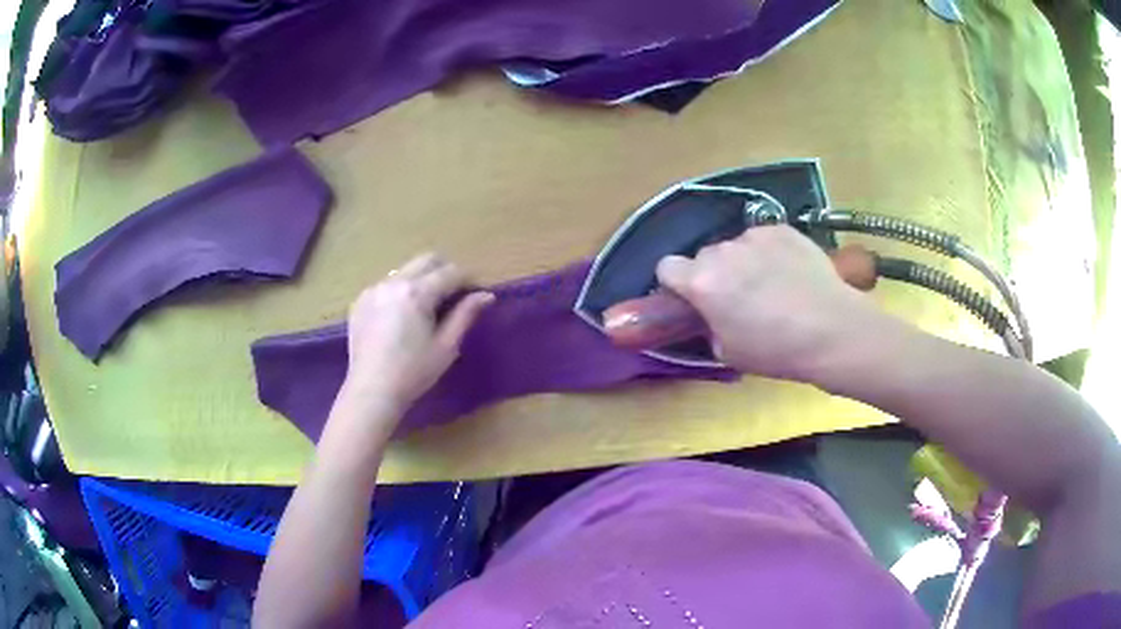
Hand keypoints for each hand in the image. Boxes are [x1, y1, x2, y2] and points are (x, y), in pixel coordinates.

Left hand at [343, 253, 493, 416]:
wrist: (371, 391)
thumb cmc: (413, 373)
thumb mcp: (446, 346)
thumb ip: (465, 315)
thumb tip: (486, 295)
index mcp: (417, 292)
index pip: (451, 272)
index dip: (469, 280)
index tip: (477, 293)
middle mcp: (393, 282)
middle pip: (427, 260)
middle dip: (445, 270)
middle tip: (455, 294)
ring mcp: (373, 289)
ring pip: (405, 270)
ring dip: (422, 279)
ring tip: (427, 307)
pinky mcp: (360, 301)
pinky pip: (386, 285)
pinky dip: (400, 291)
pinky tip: (401, 316)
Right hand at [656, 226, 883, 381]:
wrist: (830, 330)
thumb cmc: (776, 350)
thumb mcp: (728, 352)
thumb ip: (709, 325)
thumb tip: (713, 315)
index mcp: (701, 282)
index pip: (666, 267)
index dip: (676, 283)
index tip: (692, 298)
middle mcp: (722, 252)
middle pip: (705, 256)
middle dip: (714, 274)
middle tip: (738, 298)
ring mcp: (755, 236)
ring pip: (737, 246)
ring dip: (744, 262)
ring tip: (772, 286)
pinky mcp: (782, 229)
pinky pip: (764, 239)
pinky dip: (770, 253)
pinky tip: (791, 273)